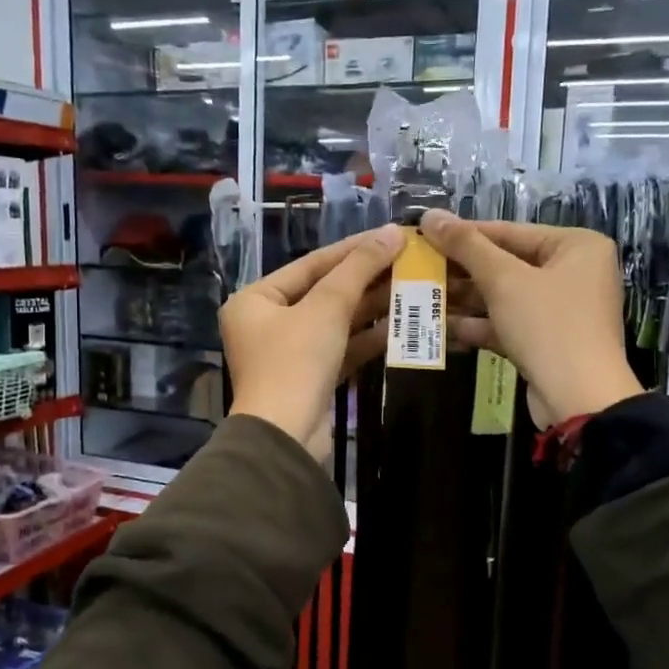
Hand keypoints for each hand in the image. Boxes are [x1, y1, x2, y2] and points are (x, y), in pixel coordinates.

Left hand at [222, 224, 404, 457]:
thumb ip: (359, 268)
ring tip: (412, 287)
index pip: (311, 264)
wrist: (286, 437)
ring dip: (372, 306)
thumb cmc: (295, 361)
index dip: (353, 248)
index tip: (391, 235)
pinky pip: (341, 348)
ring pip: (336, 321)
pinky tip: (400, 324)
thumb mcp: (327, 307)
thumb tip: (392, 232)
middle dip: (366, 278)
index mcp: (255, 299)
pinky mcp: (310, 379)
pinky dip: (367, 337)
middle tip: (408, 261)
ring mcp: (289, 354)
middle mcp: (267, 323)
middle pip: (324, 292)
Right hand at [418, 209, 643, 424]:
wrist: (578, 399)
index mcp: (576, 246)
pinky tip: (441, 327)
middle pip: (507, 264)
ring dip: (464, 300)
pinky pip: (508, 323)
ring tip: (421, 296)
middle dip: (462, 271)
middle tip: (419, 268)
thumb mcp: (504, 280)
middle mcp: (574, 273)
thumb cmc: (547, 325)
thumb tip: (430, 215)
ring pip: (504, 296)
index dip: (464, 234)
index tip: (425, 235)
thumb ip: (466, 246)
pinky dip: (479, 325)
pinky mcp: (547, 341)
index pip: (510, 231)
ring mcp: (561, 310)